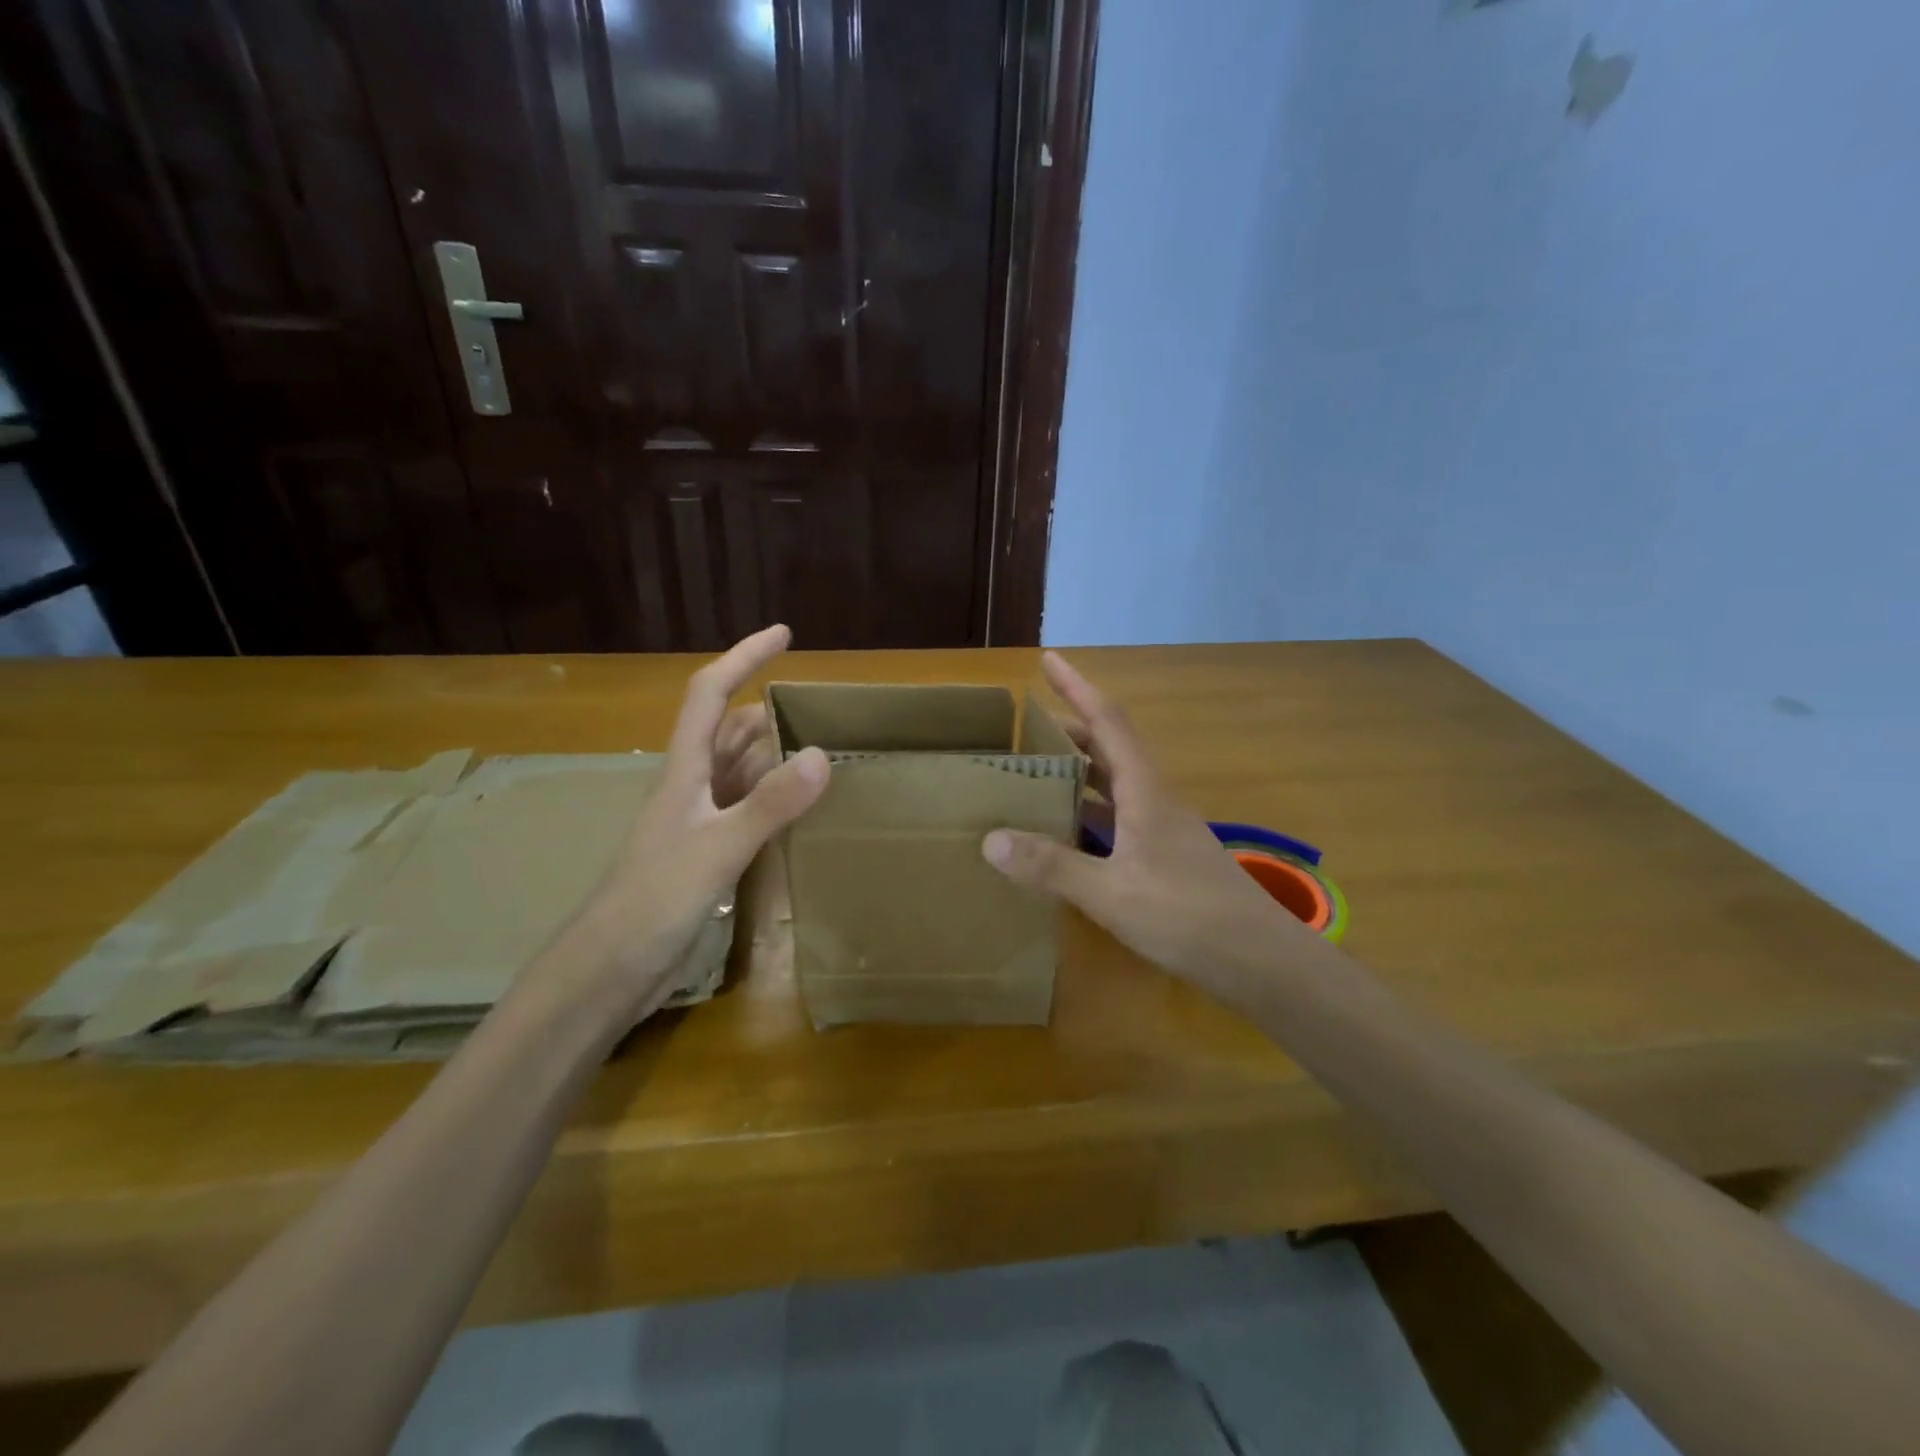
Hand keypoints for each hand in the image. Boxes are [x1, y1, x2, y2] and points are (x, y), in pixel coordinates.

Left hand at [547, 625, 829, 1024]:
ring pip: (739, 771)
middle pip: (729, 731)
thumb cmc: (653, 902)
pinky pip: (745, 810)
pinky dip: (772, 799)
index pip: (711, 695)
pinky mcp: (706, 856)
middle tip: (821, 707)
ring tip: (822, 749)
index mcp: (684, 771)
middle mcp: (690, 788)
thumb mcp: (718, 850)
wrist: (608, 972)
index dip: (744, 658)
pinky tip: (800, 810)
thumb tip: (823, 754)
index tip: (784, 634)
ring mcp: (697, 823)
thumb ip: (769, 804)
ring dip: (773, 755)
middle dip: (768, 710)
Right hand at [981, 652, 1306, 982]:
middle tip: (1029, 726)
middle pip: (1112, 748)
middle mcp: (1155, 800)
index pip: (1108, 721)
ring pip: (1117, 784)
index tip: (1049, 659)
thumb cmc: (1188, 916)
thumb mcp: (1111, 893)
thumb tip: (991, 839)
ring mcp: (1164, 830)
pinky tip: (1069, 833)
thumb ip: (1052, 866)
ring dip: (1082, 770)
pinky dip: (1091, 812)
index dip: (1078, 687)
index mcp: (1145, 791)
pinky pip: (1120, 818)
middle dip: (1073, 728)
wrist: (1261, 961)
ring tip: (1040, 771)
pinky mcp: (1166, 858)